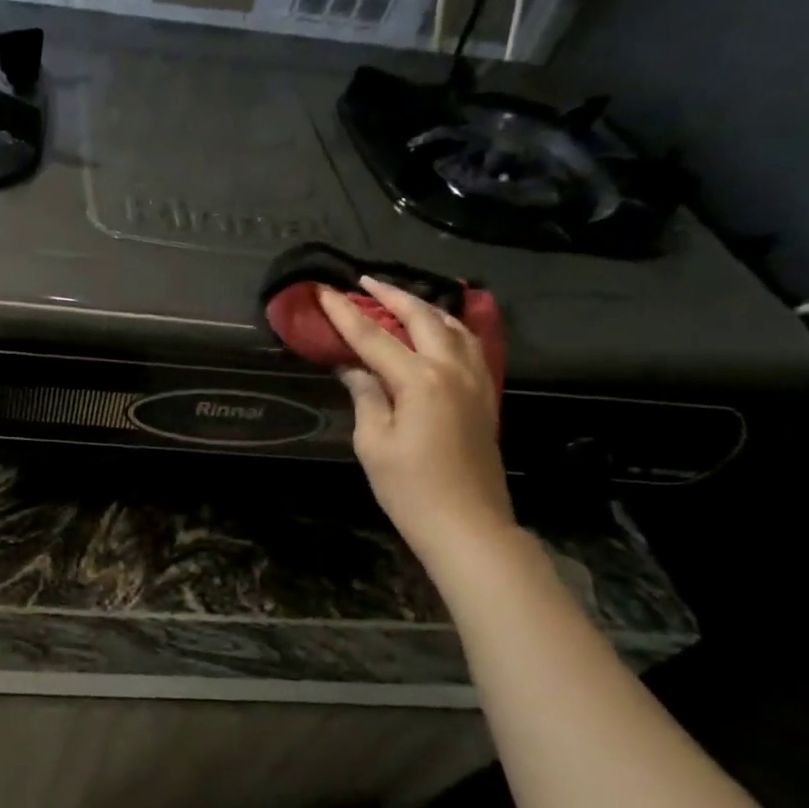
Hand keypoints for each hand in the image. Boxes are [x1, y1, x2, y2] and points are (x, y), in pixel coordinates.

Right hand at [317, 277, 513, 561]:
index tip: (324, 290)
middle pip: (422, 318)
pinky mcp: (484, 396)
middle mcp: (452, 370)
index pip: (373, 337)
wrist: (467, 525)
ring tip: (400, 299)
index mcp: (420, 380)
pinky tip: (438, 330)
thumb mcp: (373, 442)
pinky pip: (469, 346)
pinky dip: (449, 328)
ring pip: (453, 326)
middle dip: (392, 295)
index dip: (345, 314)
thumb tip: (354, 368)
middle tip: (364, 282)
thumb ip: (366, 396)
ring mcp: (475, 381)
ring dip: (424, 307)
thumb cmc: (410, 488)